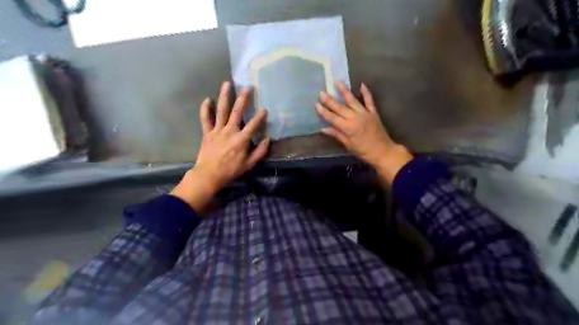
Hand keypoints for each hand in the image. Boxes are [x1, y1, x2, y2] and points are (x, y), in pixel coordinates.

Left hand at [171, 81, 268, 210]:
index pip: (253, 125)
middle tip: (247, 87)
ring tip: (227, 84)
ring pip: (221, 110)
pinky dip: (205, 109)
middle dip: (243, 99)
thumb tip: (267, 140)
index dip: (260, 117)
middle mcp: (230, 131)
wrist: (209, 175)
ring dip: (224, 96)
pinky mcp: (207, 132)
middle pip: (237, 111)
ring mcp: (217, 130)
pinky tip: (207, 99)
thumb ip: (260, 152)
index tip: (264, 109)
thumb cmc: (231, 170)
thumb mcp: (249, 164)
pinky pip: (205, 118)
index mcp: (241, 139)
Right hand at [314, 80, 413, 184]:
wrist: (383, 152)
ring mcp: (365, 113)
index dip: (324, 112)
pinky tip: (362, 85)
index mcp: (348, 128)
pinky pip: (369, 101)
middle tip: (322, 92)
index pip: (333, 118)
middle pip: (340, 108)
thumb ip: (337, 135)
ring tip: (338, 81)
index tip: (316, 104)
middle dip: (330, 100)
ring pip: (352, 100)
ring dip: (344, 91)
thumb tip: (323, 129)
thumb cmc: (364, 151)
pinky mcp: (373, 112)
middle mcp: (355, 118)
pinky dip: (366, 93)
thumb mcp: (348, 145)